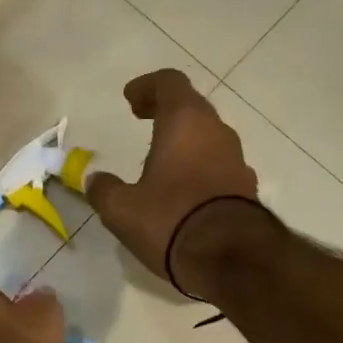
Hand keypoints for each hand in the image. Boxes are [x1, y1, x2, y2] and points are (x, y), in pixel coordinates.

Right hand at [86, 70, 259, 286]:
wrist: (232, 259)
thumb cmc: (171, 220)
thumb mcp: (122, 209)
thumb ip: (104, 190)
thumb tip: (95, 181)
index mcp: (185, 122)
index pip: (170, 82)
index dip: (147, 86)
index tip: (130, 101)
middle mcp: (217, 132)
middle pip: (192, 107)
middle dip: (166, 110)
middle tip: (143, 119)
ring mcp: (237, 160)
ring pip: (209, 136)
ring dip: (186, 140)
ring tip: (161, 159)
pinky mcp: (247, 188)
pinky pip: (219, 165)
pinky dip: (200, 166)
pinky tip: (184, 190)